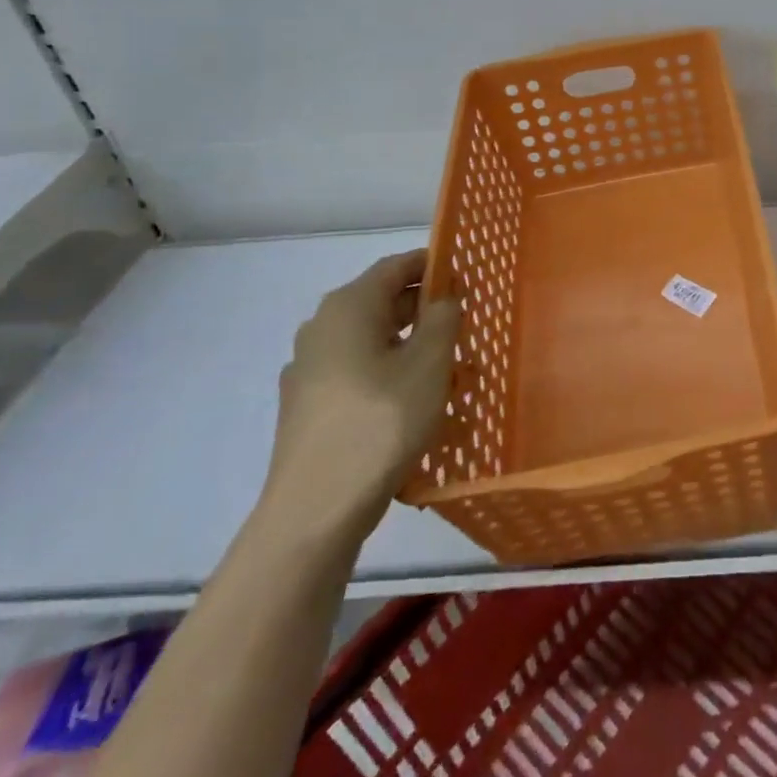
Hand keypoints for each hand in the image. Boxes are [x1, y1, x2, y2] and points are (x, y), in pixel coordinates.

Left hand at [258, 250, 459, 546]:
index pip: (396, 266)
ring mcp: (310, 370)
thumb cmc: (380, 422)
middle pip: (383, 303)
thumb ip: (443, 318)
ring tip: (451, 371)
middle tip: (466, 326)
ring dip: (412, 348)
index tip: (467, 277)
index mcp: (348, 307)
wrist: (315, 511)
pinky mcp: (309, 407)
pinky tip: (417, 406)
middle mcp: (322, 329)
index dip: (433, 265)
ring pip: (372, 342)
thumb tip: (444, 298)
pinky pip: (359, 375)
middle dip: (426, 311)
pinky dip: (390, 377)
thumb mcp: (429, 363)